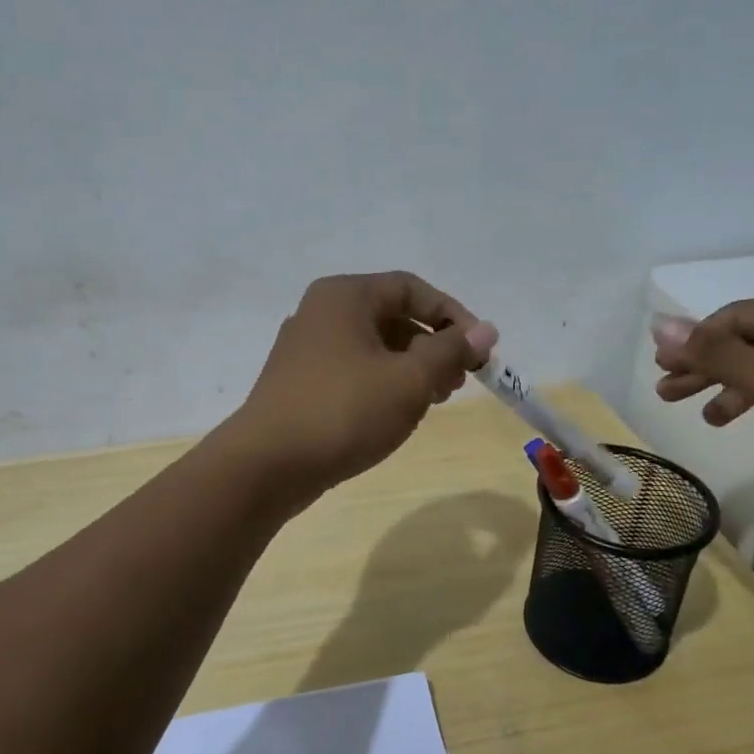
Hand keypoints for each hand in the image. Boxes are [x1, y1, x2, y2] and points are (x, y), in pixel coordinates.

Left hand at [231, 271, 497, 502]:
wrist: (267, 465)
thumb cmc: (344, 411)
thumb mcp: (409, 380)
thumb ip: (450, 350)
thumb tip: (486, 329)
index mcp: (345, 296)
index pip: (412, 288)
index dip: (453, 315)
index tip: (480, 350)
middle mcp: (321, 313)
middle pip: (393, 317)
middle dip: (434, 346)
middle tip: (460, 381)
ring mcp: (306, 350)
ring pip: (374, 348)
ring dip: (412, 368)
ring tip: (435, 401)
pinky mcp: (300, 384)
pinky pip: (354, 371)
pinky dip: (383, 384)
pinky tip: (398, 414)